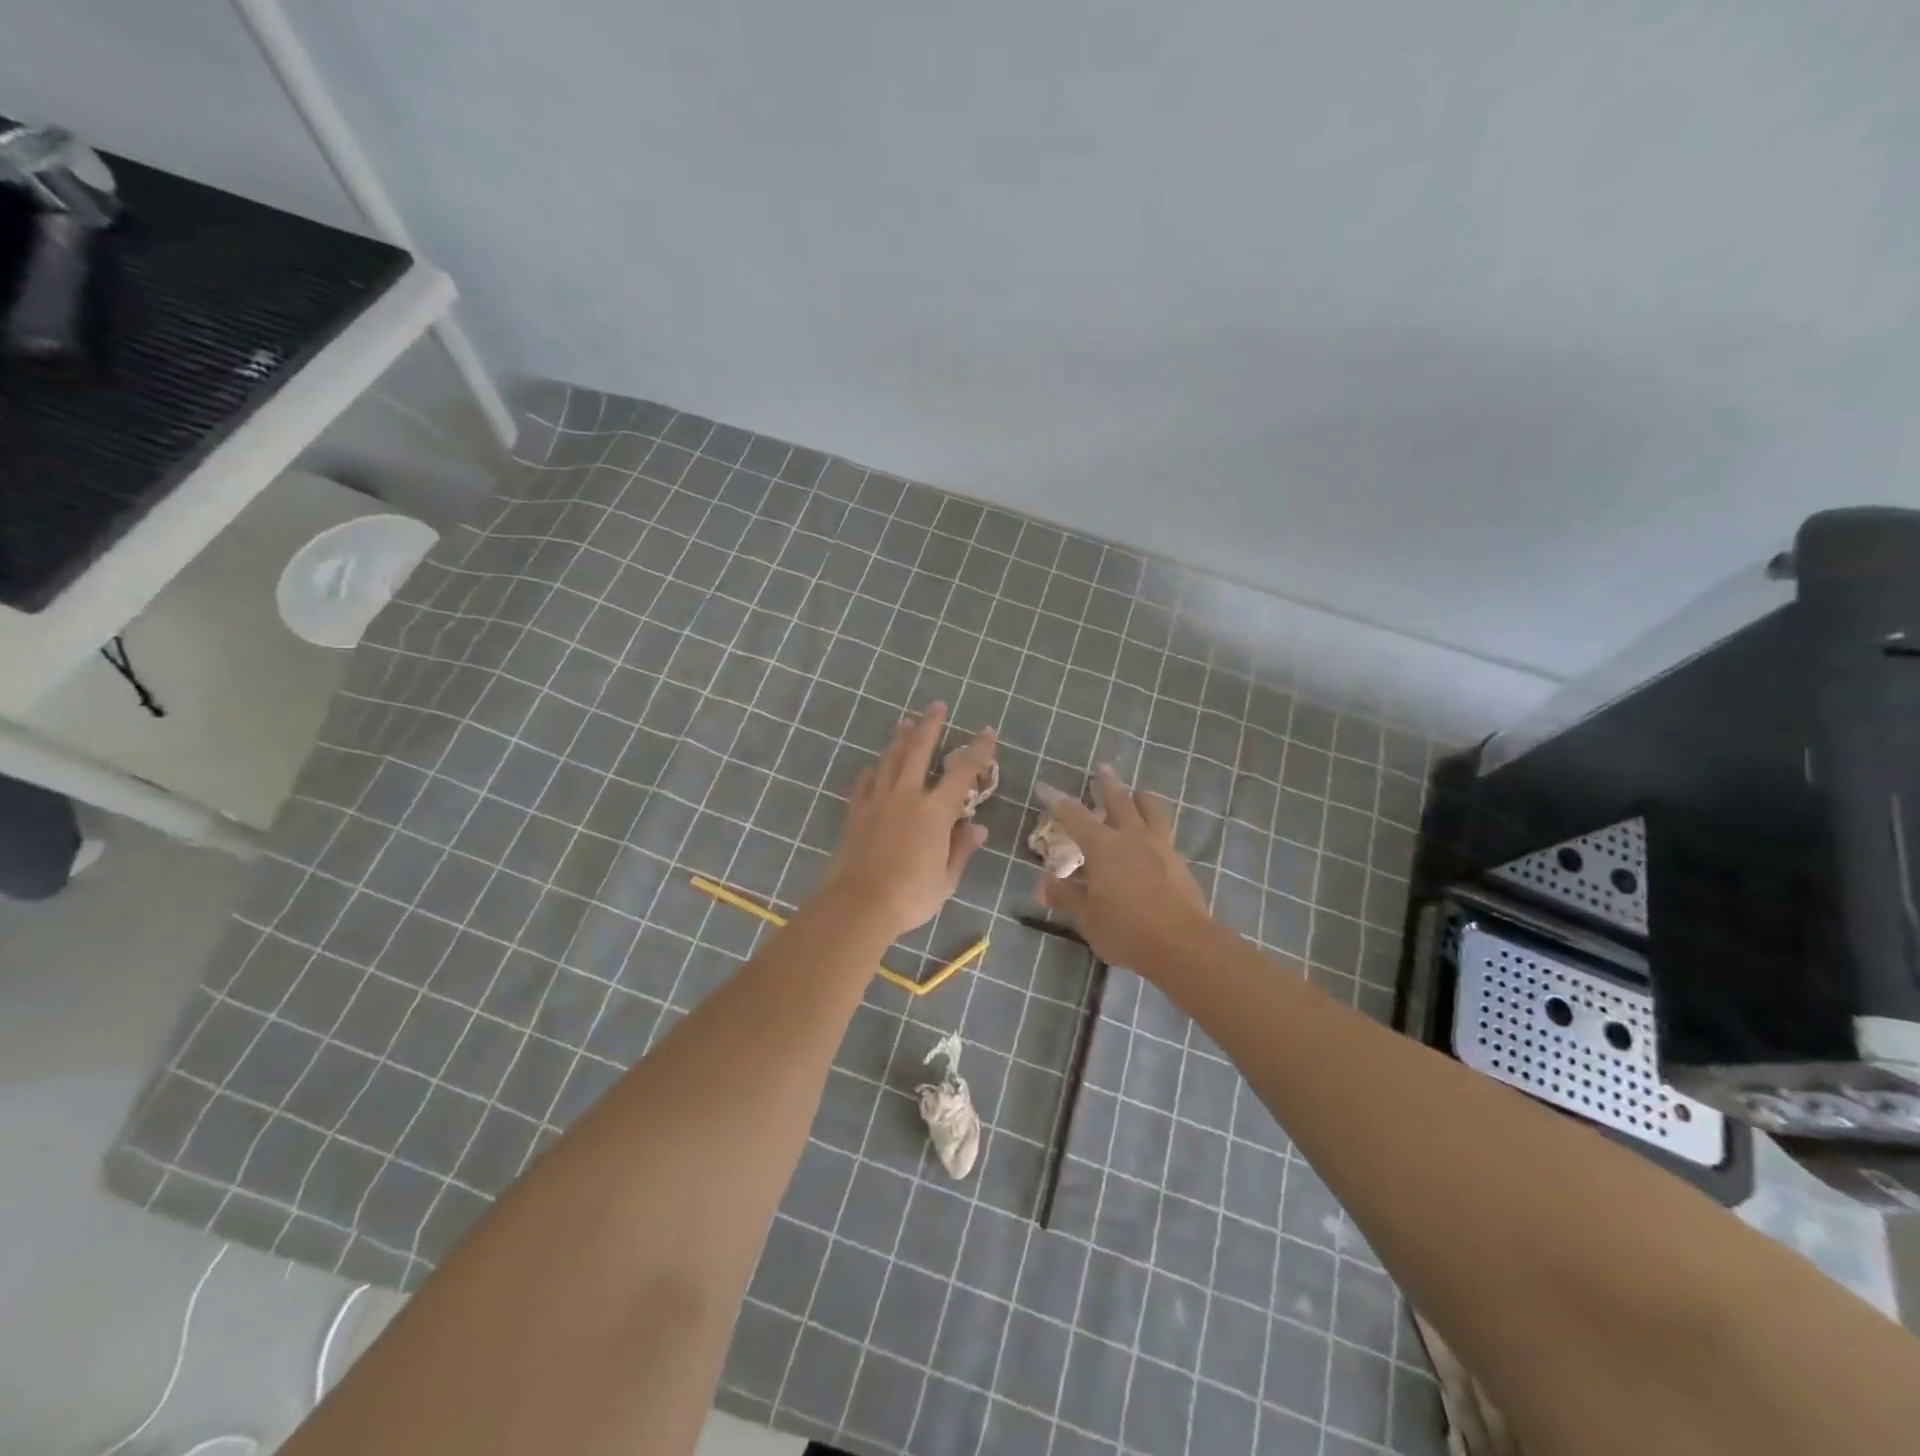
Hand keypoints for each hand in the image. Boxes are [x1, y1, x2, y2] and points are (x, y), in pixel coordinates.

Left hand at [824, 702, 996, 939]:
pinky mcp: (856, 813)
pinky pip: (864, 784)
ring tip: (904, 722)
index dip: (977, 750)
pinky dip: (872, 772)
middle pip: (918, 751)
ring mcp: (877, 802)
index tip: (986, 731)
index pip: (961, 773)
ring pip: (889, 761)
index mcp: (935, 812)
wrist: (858, 904)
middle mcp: (906, 796)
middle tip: (936, 705)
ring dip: (899, 739)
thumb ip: (961, 849)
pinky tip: (872, 767)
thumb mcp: (946, 878)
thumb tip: (976, 827)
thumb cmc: (910, 895)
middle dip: (929, 726)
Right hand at [1034, 765, 1212, 969]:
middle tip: (1102, 767)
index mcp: (1102, 846)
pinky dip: (1155, 823)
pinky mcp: (1178, 862)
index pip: (1074, 815)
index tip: (1044, 786)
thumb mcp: (1087, 917)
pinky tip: (1154, 833)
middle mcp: (1131, 837)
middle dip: (1106, 783)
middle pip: (1118, 800)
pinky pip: (1165, 832)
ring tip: (1138, 791)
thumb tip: (1041, 884)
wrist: (1182, 944)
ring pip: (1150, 810)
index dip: (1057, 800)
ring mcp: (1159, 847)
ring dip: (1140, 797)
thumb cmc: (1125, 929)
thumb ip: (1065, 896)